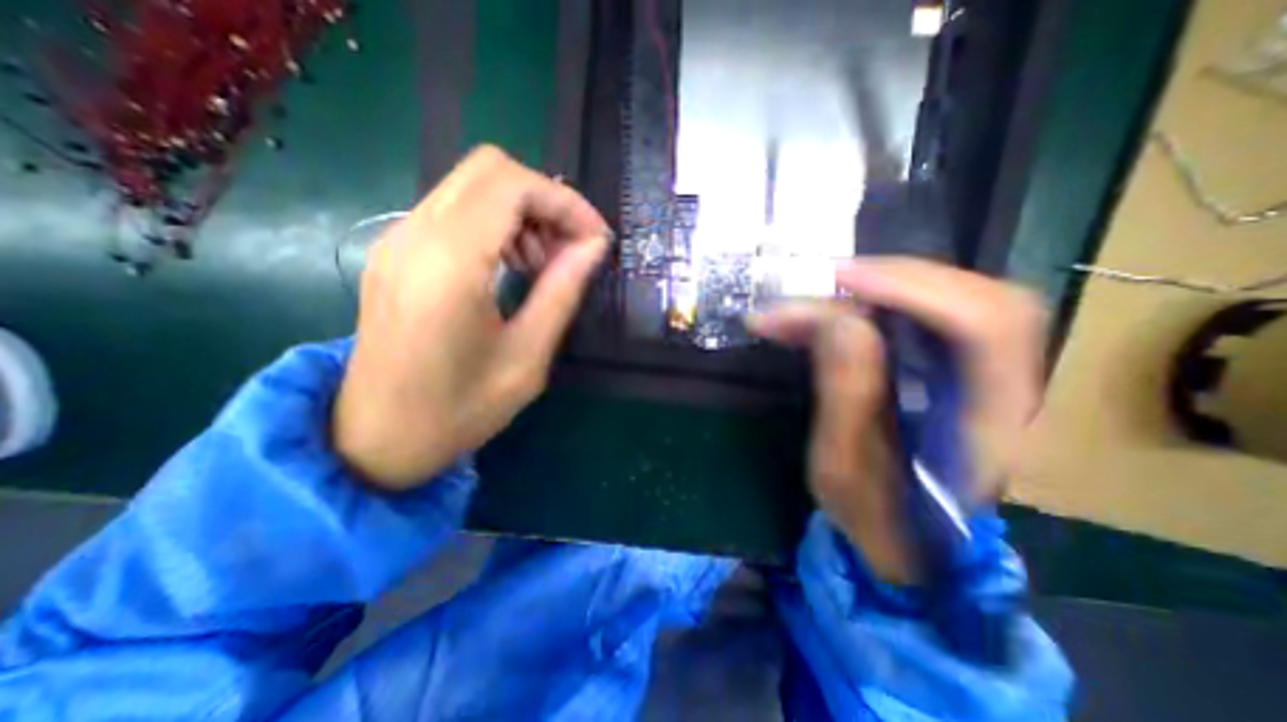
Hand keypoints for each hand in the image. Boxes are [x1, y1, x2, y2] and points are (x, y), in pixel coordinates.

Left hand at [330, 147, 612, 489]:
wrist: (377, 438)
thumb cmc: (459, 410)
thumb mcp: (527, 358)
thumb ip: (562, 292)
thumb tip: (593, 247)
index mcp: (449, 265)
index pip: (512, 186)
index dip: (565, 202)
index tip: (596, 239)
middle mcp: (414, 235)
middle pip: (490, 170)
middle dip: (545, 201)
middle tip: (571, 250)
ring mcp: (397, 239)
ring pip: (473, 185)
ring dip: (522, 212)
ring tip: (543, 264)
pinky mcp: (396, 251)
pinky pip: (455, 210)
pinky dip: (496, 224)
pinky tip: (512, 266)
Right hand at [745, 260, 1044, 585]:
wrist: (902, 541)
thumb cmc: (873, 516)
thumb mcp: (844, 468)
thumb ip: (847, 395)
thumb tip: (840, 322)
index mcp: (991, 427)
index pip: (986, 327)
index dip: (916, 291)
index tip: (843, 282)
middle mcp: (1004, 390)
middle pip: (977, 299)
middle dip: (895, 280)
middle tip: (827, 282)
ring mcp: (981, 376)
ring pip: (950, 301)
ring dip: (880, 290)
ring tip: (818, 298)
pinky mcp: (950, 371)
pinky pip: (922, 319)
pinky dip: (873, 306)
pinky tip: (830, 313)